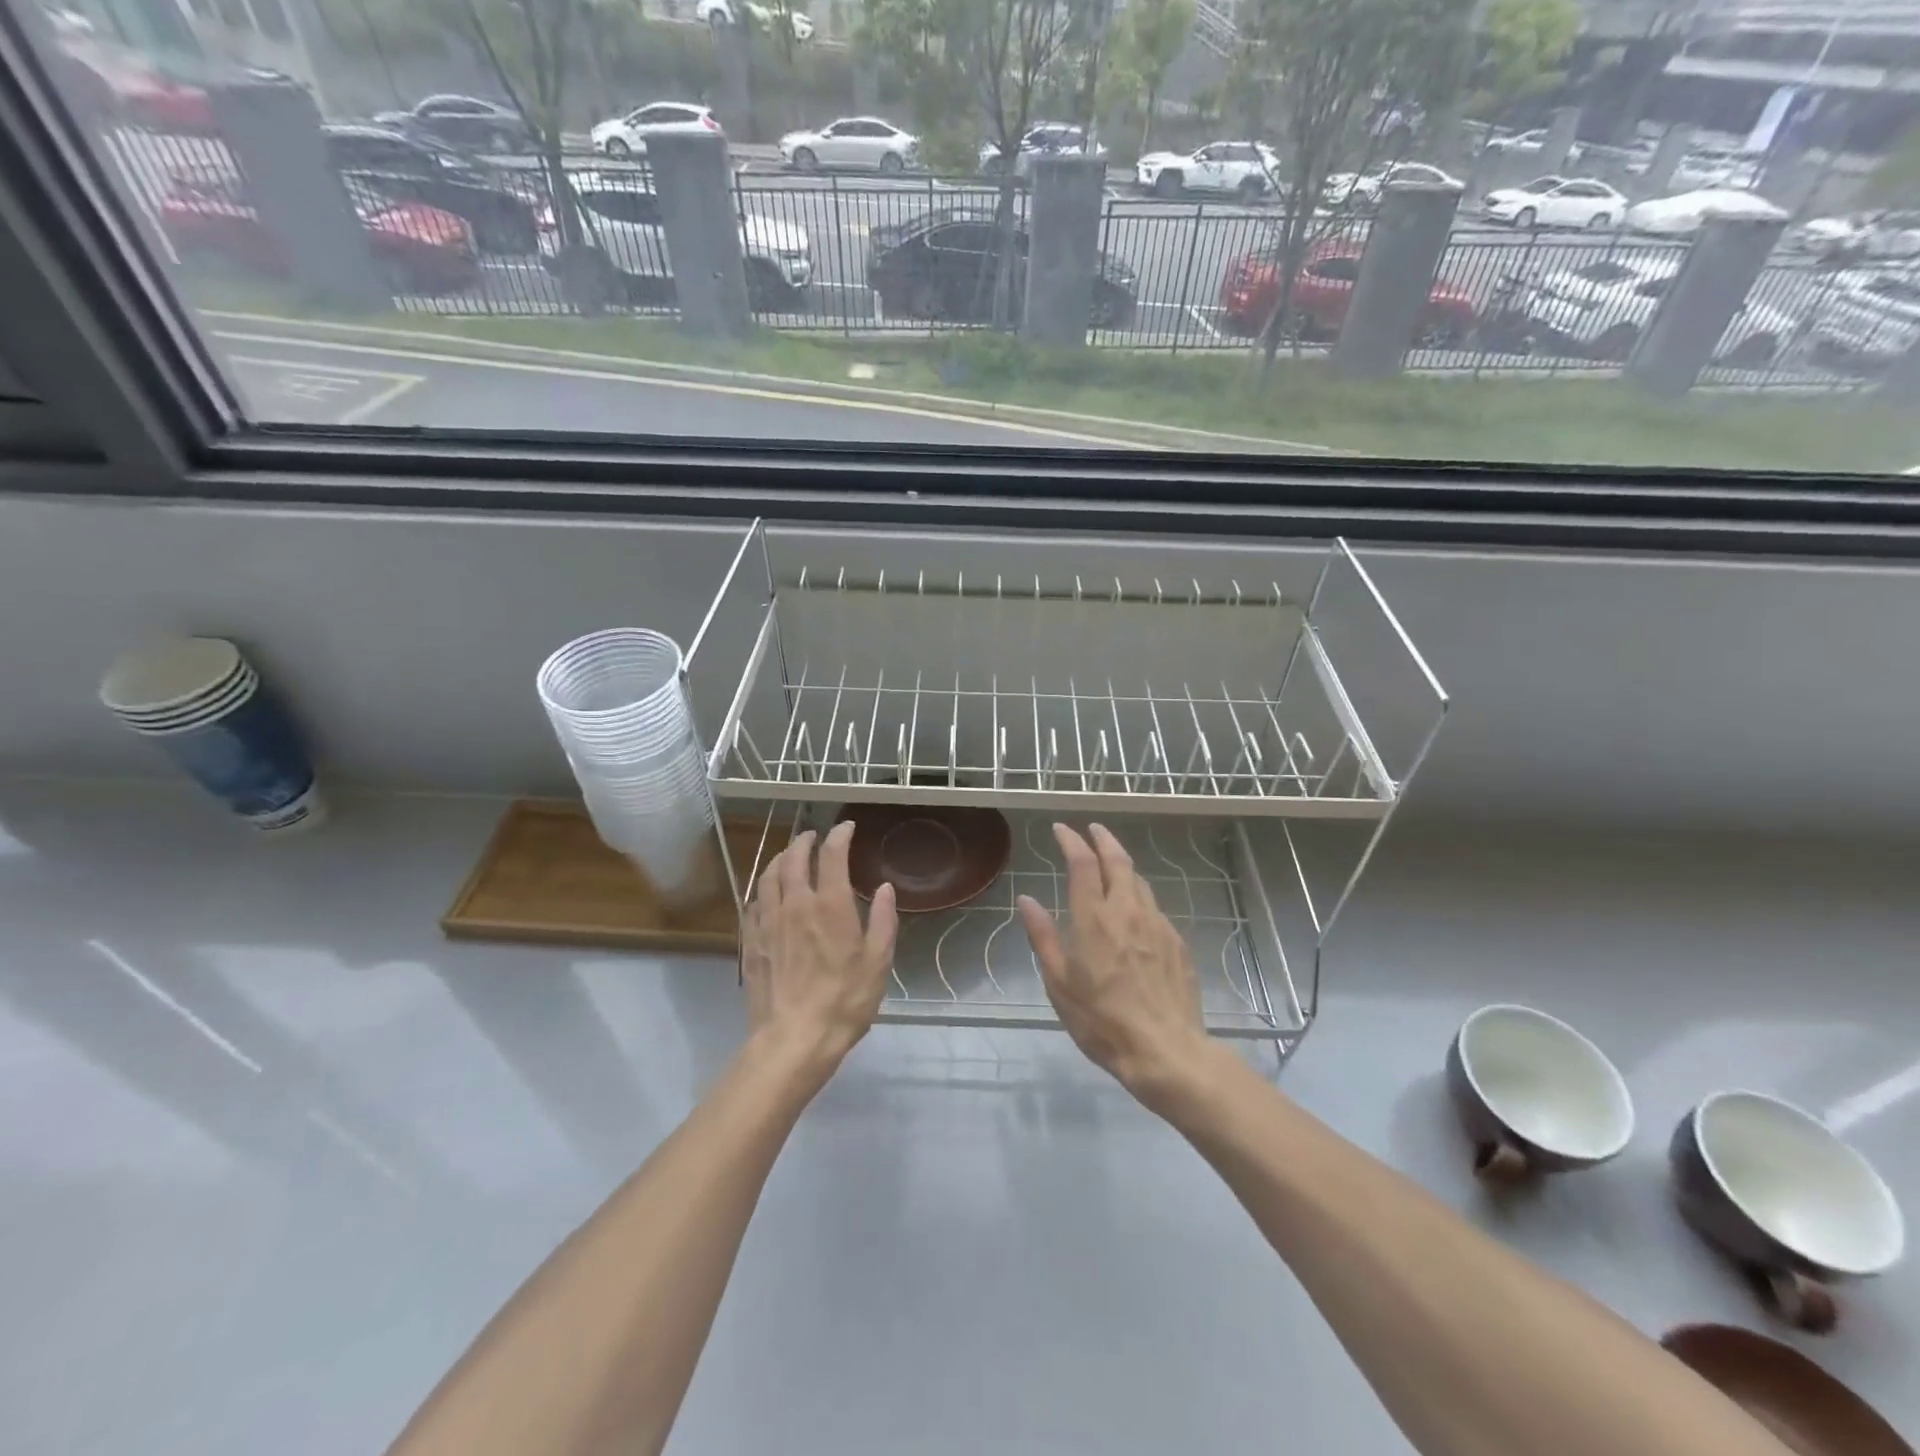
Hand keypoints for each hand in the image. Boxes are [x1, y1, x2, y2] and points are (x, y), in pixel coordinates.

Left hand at [741, 822, 898, 1076]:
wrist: (793, 1040)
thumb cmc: (844, 1002)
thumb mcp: (878, 962)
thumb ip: (883, 920)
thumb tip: (885, 888)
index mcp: (830, 906)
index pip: (831, 856)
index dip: (839, 835)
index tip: (846, 827)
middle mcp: (795, 905)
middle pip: (793, 859)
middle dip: (803, 841)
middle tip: (812, 836)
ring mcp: (768, 922)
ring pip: (768, 877)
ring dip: (779, 859)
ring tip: (787, 856)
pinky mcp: (751, 942)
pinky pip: (753, 903)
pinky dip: (762, 888)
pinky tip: (766, 893)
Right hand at [1018, 823, 1216, 1109]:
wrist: (1166, 1051)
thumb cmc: (1102, 1021)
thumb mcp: (1059, 983)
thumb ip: (1043, 937)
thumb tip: (1027, 900)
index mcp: (1094, 919)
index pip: (1083, 863)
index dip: (1072, 840)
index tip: (1062, 829)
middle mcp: (1128, 911)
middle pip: (1118, 860)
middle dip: (1103, 839)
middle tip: (1092, 829)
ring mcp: (1157, 925)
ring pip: (1139, 881)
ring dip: (1123, 864)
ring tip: (1111, 863)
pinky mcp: (1176, 942)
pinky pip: (1153, 907)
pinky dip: (1138, 894)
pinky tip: (1134, 909)